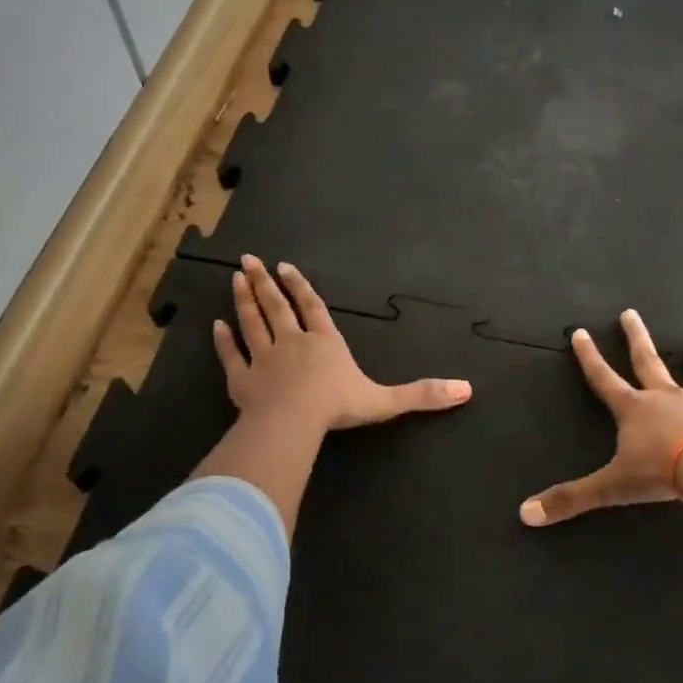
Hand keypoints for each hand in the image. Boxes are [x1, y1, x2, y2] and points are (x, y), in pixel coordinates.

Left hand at [214, 256, 471, 431]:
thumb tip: (467, 390)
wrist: (293, 422)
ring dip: (243, 301)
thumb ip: (422, 394)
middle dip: (264, 283)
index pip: (312, 308)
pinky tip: (215, 326)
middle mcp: (292, 344)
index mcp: (324, 343)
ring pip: (251, 324)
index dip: (300, 287)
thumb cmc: (338, 406)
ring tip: (235, 279)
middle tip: (248, 260)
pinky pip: (231, 357)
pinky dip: (223, 342)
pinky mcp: (242, 382)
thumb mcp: (385, 400)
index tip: (284, 267)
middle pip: (276, 307)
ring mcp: (263, 360)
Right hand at [520, 309, 682, 526]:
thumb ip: (570, 500)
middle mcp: (669, 400)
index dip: (589, 358)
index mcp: (636, 410)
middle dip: (637, 339)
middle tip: (631, 313)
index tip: (579, 332)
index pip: (604, 379)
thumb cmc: (659, 472)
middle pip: (649, 363)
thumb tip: (524, 514)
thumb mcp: (610, 487)